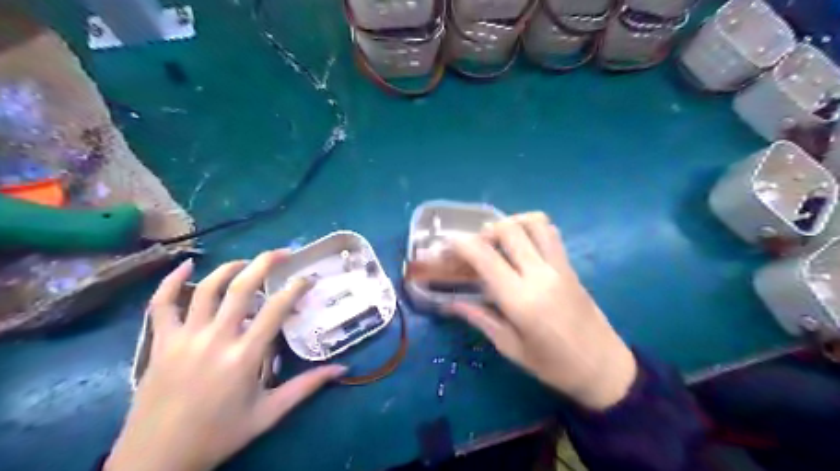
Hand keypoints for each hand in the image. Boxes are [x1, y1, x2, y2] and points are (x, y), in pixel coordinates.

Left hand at [107, 251, 346, 469]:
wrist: (156, 460)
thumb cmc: (218, 435)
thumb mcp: (268, 414)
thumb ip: (306, 387)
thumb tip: (343, 369)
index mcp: (244, 356)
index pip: (276, 309)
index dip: (295, 288)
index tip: (307, 278)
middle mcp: (215, 339)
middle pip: (242, 288)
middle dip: (265, 263)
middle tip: (283, 253)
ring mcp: (184, 338)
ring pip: (206, 289)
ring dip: (230, 268)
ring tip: (247, 262)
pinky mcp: (160, 343)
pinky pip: (161, 305)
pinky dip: (170, 281)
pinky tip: (186, 265)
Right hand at [452, 213, 636, 408]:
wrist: (604, 367)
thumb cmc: (553, 365)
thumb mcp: (511, 348)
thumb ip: (480, 318)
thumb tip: (451, 303)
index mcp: (521, 300)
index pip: (486, 257)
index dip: (462, 244)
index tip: (448, 244)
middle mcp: (540, 275)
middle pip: (509, 230)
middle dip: (484, 231)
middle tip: (473, 247)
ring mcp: (559, 266)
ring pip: (534, 223)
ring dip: (511, 223)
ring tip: (499, 240)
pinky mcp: (570, 265)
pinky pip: (550, 233)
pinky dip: (531, 227)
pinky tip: (521, 244)